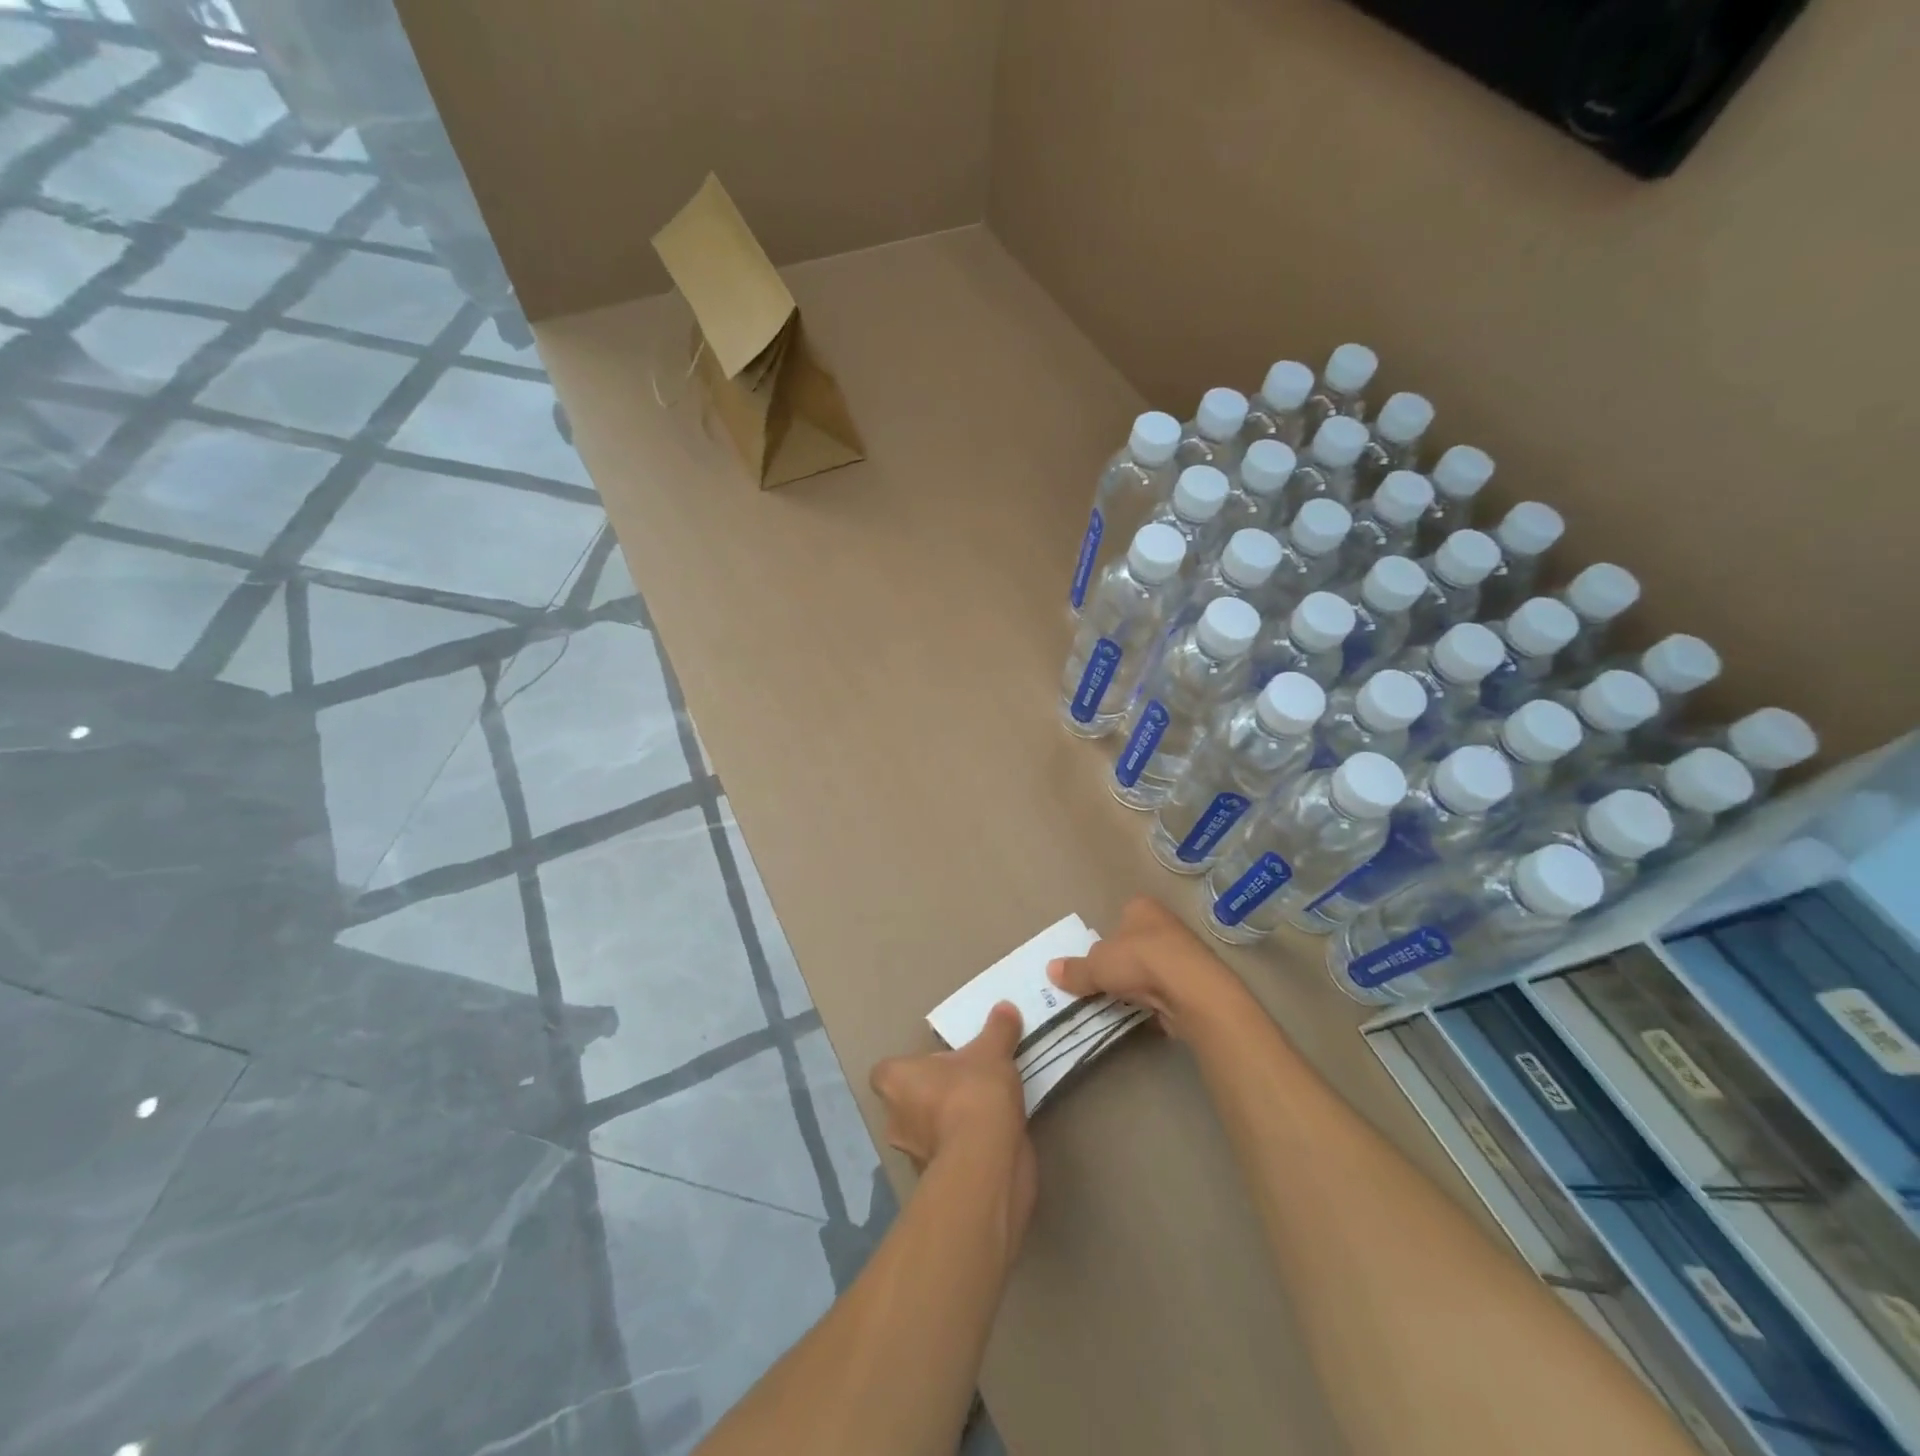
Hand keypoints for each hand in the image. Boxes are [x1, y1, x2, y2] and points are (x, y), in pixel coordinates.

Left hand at [872, 1004, 1036, 1240]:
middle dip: (932, 1096)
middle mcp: (894, 1119)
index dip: (911, 1068)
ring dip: (948, 1125)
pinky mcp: (936, 1180)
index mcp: (894, 1081)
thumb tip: (1005, 1007)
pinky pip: (948, 1156)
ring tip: (984, 1110)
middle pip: (907, 1102)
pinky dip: (964, 1149)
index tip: (939, 1064)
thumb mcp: (992, 1051)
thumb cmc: (973, 1093)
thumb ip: (998, 1029)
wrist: (986, 1161)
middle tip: (964, 1084)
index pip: (887, 1072)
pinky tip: (991, 1138)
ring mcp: (912, 1154)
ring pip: (926, 1132)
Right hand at [1049, 896, 1244, 1039]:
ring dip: (1139, 985)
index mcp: (1142, 908)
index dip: (1108, 937)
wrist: (1192, 992)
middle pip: (1136, 944)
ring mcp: (1184, 954)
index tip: (1097, 959)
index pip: (1121, 917)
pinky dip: (1156, 1003)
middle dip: (1122, 963)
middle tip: (1103, 983)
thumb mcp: (1096, 966)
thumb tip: (1050, 970)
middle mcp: (1165, 924)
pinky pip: (1167, 992)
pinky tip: (1145, 1015)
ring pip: (1152, 969)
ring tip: (1121, 1003)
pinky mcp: (1195, 984)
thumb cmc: (1140, 962)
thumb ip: (1075, 970)